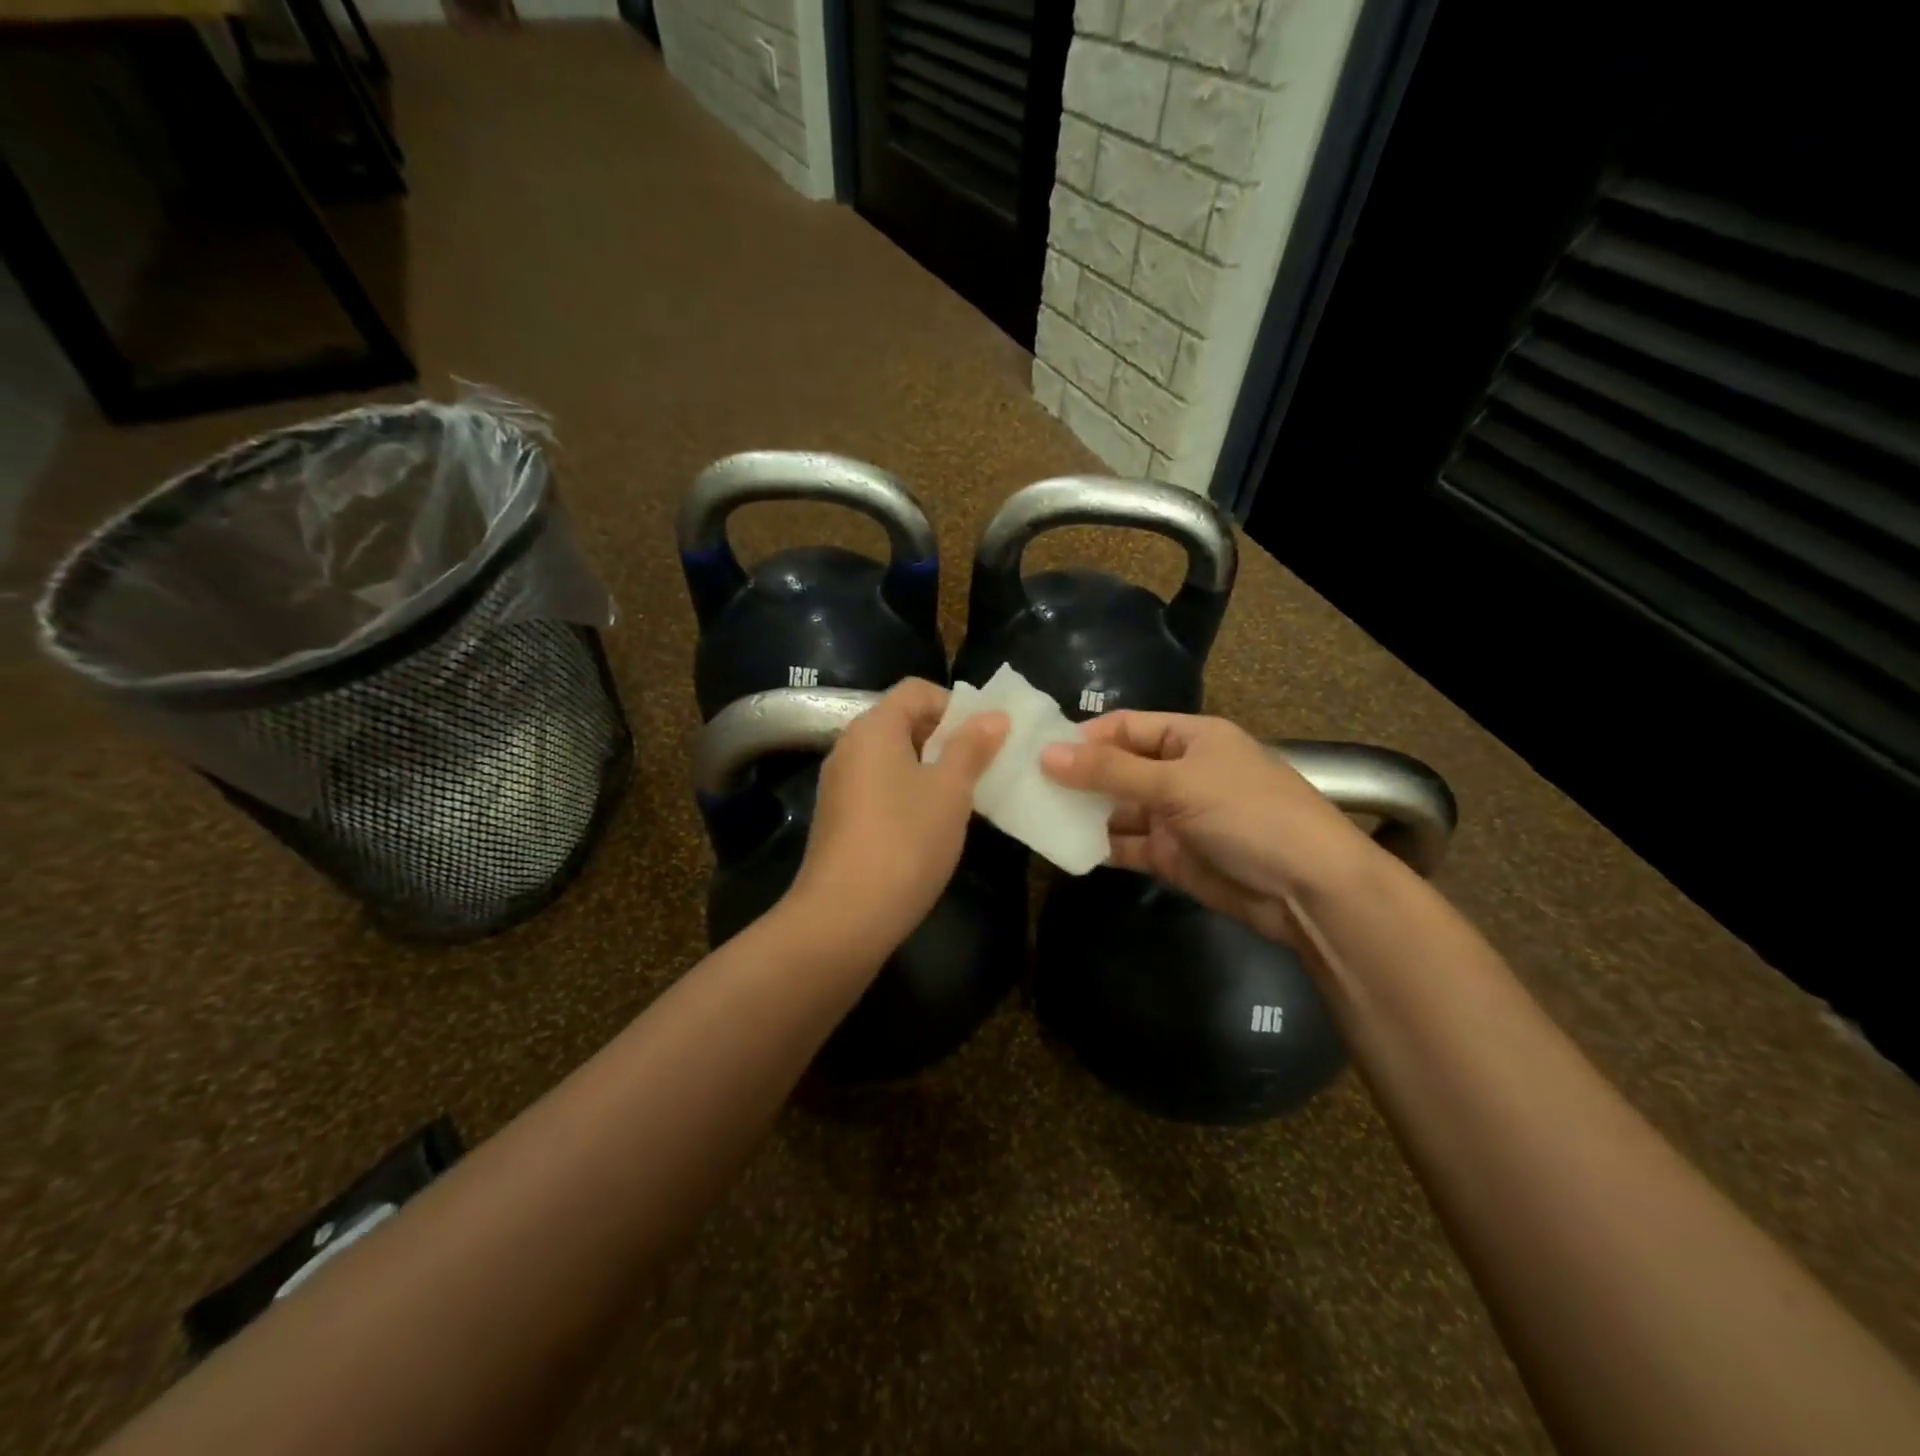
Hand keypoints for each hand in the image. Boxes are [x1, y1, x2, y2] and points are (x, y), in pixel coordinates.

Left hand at [788, 679, 1007, 953]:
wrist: (844, 917)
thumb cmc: (905, 842)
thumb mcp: (950, 791)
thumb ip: (971, 748)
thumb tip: (993, 716)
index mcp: (873, 728)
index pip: (917, 690)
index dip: (955, 705)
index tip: (985, 738)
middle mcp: (849, 747)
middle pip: (903, 721)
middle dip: (947, 739)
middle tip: (981, 768)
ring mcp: (839, 784)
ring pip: (893, 758)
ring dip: (931, 769)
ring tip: (964, 799)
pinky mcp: (839, 817)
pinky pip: (880, 787)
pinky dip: (909, 793)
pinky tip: (931, 826)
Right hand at [1040, 711, 1372, 942]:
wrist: (1307, 889)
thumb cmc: (1247, 814)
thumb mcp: (1178, 783)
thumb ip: (1111, 771)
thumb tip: (1046, 755)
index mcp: (1189, 738)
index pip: (1125, 727)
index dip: (1084, 737)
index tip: (1037, 751)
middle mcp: (1179, 773)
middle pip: (1117, 769)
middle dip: (1076, 777)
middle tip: (1023, 785)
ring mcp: (1174, 817)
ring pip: (1117, 810)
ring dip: (1082, 813)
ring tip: (1032, 816)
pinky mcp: (1171, 857)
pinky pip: (1125, 845)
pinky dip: (1097, 846)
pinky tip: (1061, 847)